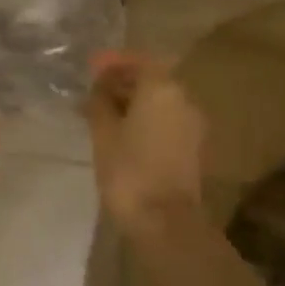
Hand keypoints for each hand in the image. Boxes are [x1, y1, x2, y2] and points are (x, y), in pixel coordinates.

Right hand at [85, 52, 205, 233]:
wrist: (166, 224)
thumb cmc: (129, 170)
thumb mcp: (103, 131)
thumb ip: (100, 100)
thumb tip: (100, 86)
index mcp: (162, 87)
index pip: (137, 61)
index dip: (112, 62)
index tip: (91, 68)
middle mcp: (183, 99)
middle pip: (151, 80)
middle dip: (122, 82)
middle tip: (94, 92)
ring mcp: (192, 125)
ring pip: (158, 102)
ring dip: (132, 103)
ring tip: (103, 114)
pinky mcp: (193, 149)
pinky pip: (165, 122)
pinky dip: (144, 120)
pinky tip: (122, 133)